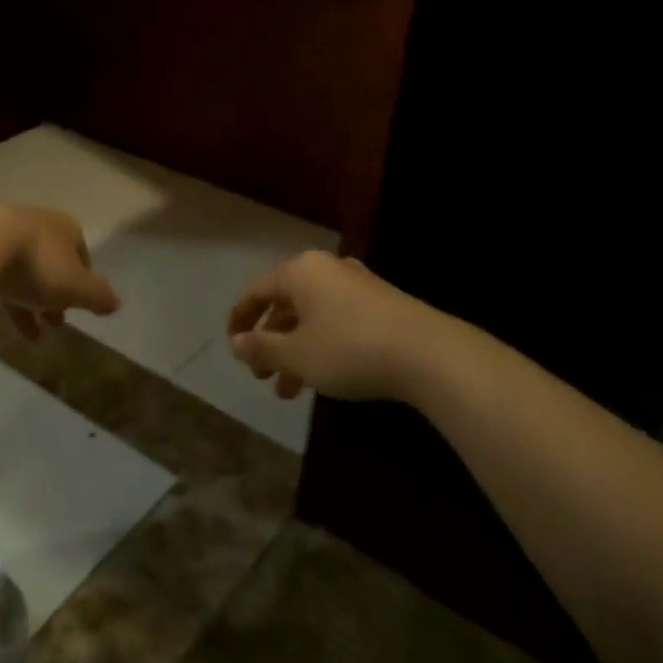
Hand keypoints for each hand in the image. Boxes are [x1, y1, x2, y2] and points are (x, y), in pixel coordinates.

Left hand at [0, 205, 120, 339]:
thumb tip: (115, 303)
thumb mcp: (77, 286)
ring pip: (20, 271)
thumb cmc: (38, 264)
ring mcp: (2, 232)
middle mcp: (37, 225)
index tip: (78, 307)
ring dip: (27, 302)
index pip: (82, 256)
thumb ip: (99, 296)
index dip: (83, 284)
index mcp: (66, 229)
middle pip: (50, 265)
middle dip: (54, 296)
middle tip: (54, 324)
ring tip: (29, 335)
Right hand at [228, 251, 435, 401]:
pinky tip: (323, 378)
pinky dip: (322, 347)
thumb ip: (261, 348)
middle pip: (286, 304)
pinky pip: (337, 322)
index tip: (232, 346)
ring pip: (313, 318)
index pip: (258, 290)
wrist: (429, 354)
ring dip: (295, 352)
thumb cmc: (349, 348)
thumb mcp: (296, 355)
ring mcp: (358, 286)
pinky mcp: (382, 305)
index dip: (241, 318)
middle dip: (270, 342)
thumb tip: (236, 343)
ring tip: (289, 391)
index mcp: (301, 272)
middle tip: (261, 375)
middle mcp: (328, 270)